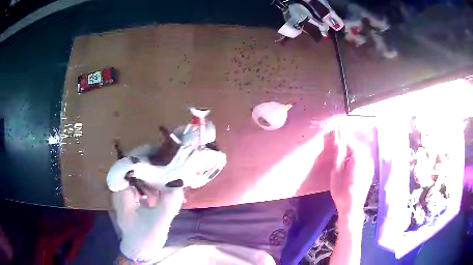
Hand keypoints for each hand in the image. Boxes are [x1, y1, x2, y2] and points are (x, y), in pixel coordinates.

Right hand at [329, 129, 373, 219]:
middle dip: (347, 147)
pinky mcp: (370, 171)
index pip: (351, 142)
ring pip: (360, 153)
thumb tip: (339, 140)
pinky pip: (363, 160)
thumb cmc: (341, 191)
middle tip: (338, 152)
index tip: (335, 143)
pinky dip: (357, 159)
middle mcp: (367, 159)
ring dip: (352, 153)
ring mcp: (370, 165)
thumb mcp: (336, 172)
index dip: (342, 141)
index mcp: (359, 157)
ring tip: (343, 161)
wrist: (351, 207)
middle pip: (357, 146)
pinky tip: (350, 167)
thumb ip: (338, 154)